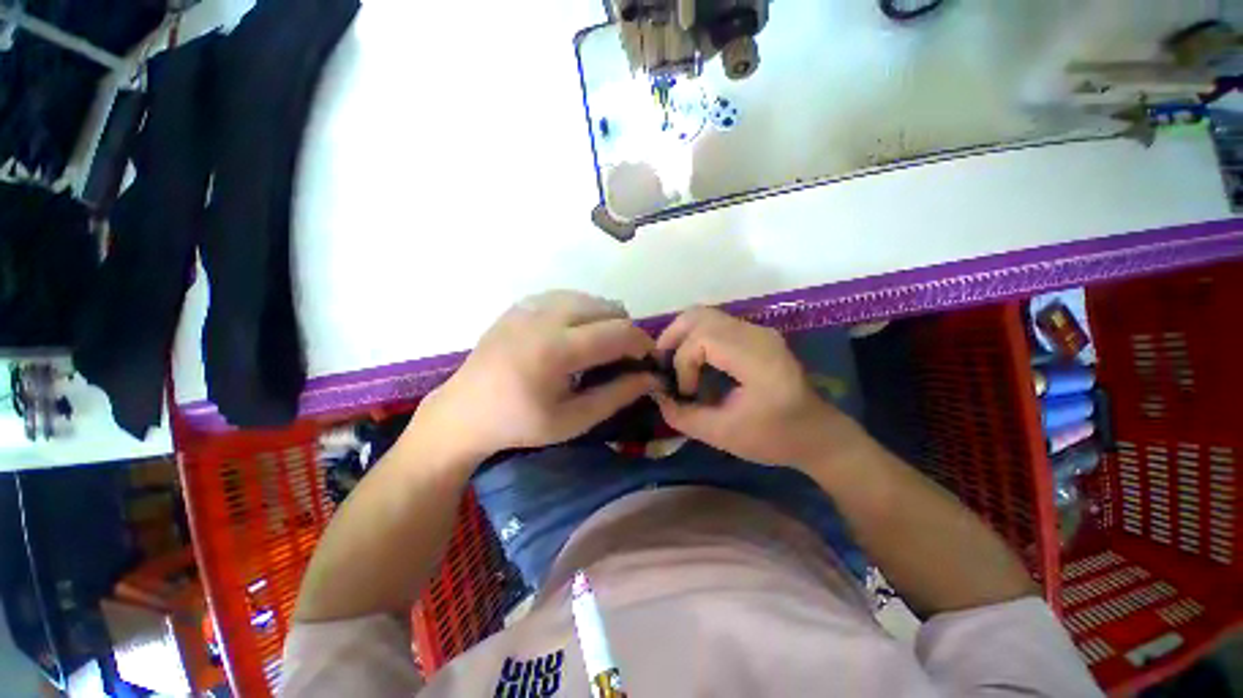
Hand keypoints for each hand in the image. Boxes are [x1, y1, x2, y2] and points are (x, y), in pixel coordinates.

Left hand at [418, 291, 659, 460]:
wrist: (464, 411)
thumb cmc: (520, 423)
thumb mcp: (574, 420)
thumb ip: (618, 395)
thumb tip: (652, 377)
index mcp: (556, 349)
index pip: (619, 332)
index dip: (643, 344)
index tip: (648, 361)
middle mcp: (544, 317)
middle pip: (609, 308)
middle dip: (626, 331)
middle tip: (623, 358)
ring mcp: (530, 305)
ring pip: (590, 298)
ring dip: (606, 320)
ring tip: (600, 348)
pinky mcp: (521, 304)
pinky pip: (568, 297)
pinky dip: (583, 312)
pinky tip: (575, 335)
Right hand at [654, 307, 857, 468]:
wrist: (818, 434)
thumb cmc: (776, 437)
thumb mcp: (724, 435)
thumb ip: (684, 417)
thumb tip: (657, 396)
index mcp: (757, 358)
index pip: (703, 338)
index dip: (683, 363)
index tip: (685, 392)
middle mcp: (757, 334)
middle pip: (700, 315)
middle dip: (673, 338)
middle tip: (663, 365)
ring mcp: (758, 331)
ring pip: (705, 315)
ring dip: (682, 336)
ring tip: (673, 363)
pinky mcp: (755, 335)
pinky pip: (716, 325)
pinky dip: (696, 338)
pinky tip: (693, 362)